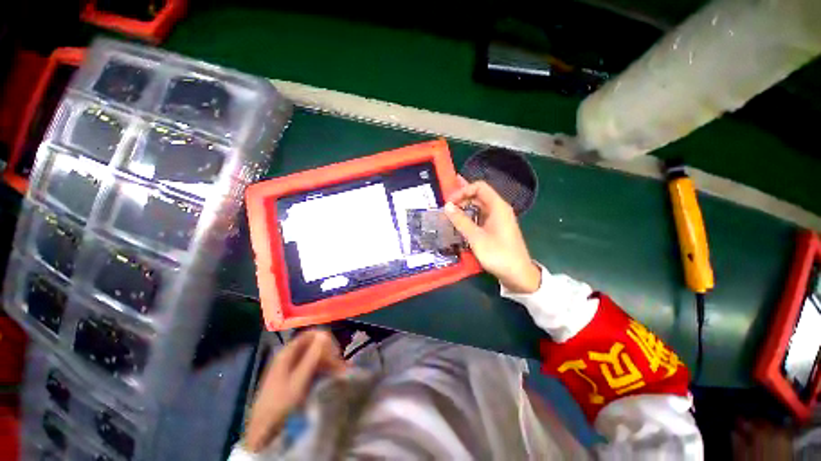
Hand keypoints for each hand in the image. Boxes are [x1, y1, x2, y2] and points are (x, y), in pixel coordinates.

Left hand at [243, 330, 346, 451]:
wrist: (263, 428)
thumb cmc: (281, 402)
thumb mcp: (299, 379)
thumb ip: (312, 356)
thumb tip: (324, 334)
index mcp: (288, 352)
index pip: (310, 334)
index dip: (325, 339)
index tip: (336, 351)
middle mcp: (289, 355)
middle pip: (313, 345)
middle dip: (328, 353)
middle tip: (340, 365)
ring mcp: (291, 366)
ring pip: (314, 356)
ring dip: (328, 361)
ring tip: (340, 372)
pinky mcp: (294, 376)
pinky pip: (312, 366)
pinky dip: (323, 369)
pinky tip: (332, 376)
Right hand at [445, 179, 540, 293]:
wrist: (518, 274)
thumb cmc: (498, 254)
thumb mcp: (476, 237)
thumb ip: (461, 220)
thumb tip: (447, 206)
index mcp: (498, 206)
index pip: (479, 187)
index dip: (463, 191)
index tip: (449, 202)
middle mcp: (499, 209)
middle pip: (479, 195)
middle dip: (462, 198)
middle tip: (446, 207)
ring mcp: (498, 219)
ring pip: (479, 207)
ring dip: (464, 208)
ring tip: (449, 214)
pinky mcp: (496, 228)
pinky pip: (481, 217)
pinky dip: (469, 217)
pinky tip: (459, 223)